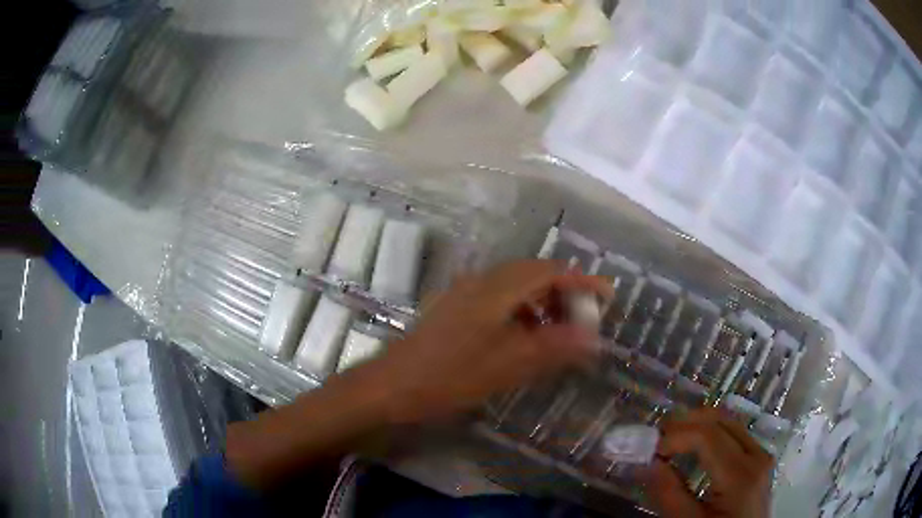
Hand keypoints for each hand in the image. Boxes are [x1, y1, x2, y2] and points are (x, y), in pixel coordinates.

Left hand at [357, 260, 612, 423]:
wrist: (393, 385)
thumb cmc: (452, 375)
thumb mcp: (510, 364)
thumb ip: (555, 347)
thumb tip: (594, 338)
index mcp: (498, 287)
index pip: (550, 271)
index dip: (582, 281)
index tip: (607, 297)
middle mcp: (482, 281)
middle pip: (533, 274)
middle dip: (563, 292)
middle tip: (583, 319)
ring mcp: (465, 293)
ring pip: (515, 287)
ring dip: (541, 303)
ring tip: (558, 333)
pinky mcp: (455, 309)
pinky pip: (498, 300)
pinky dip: (520, 313)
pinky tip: (523, 339)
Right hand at [648, 409, 773, 517]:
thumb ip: (668, 494)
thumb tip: (648, 463)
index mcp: (740, 474)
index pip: (707, 435)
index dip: (675, 435)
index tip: (650, 450)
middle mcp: (757, 455)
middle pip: (721, 420)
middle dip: (686, 423)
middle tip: (657, 438)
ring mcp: (762, 455)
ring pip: (730, 423)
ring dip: (699, 426)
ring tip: (671, 440)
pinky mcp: (760, 460)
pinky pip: (736, 435)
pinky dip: (712, 433)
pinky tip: (695, 447)